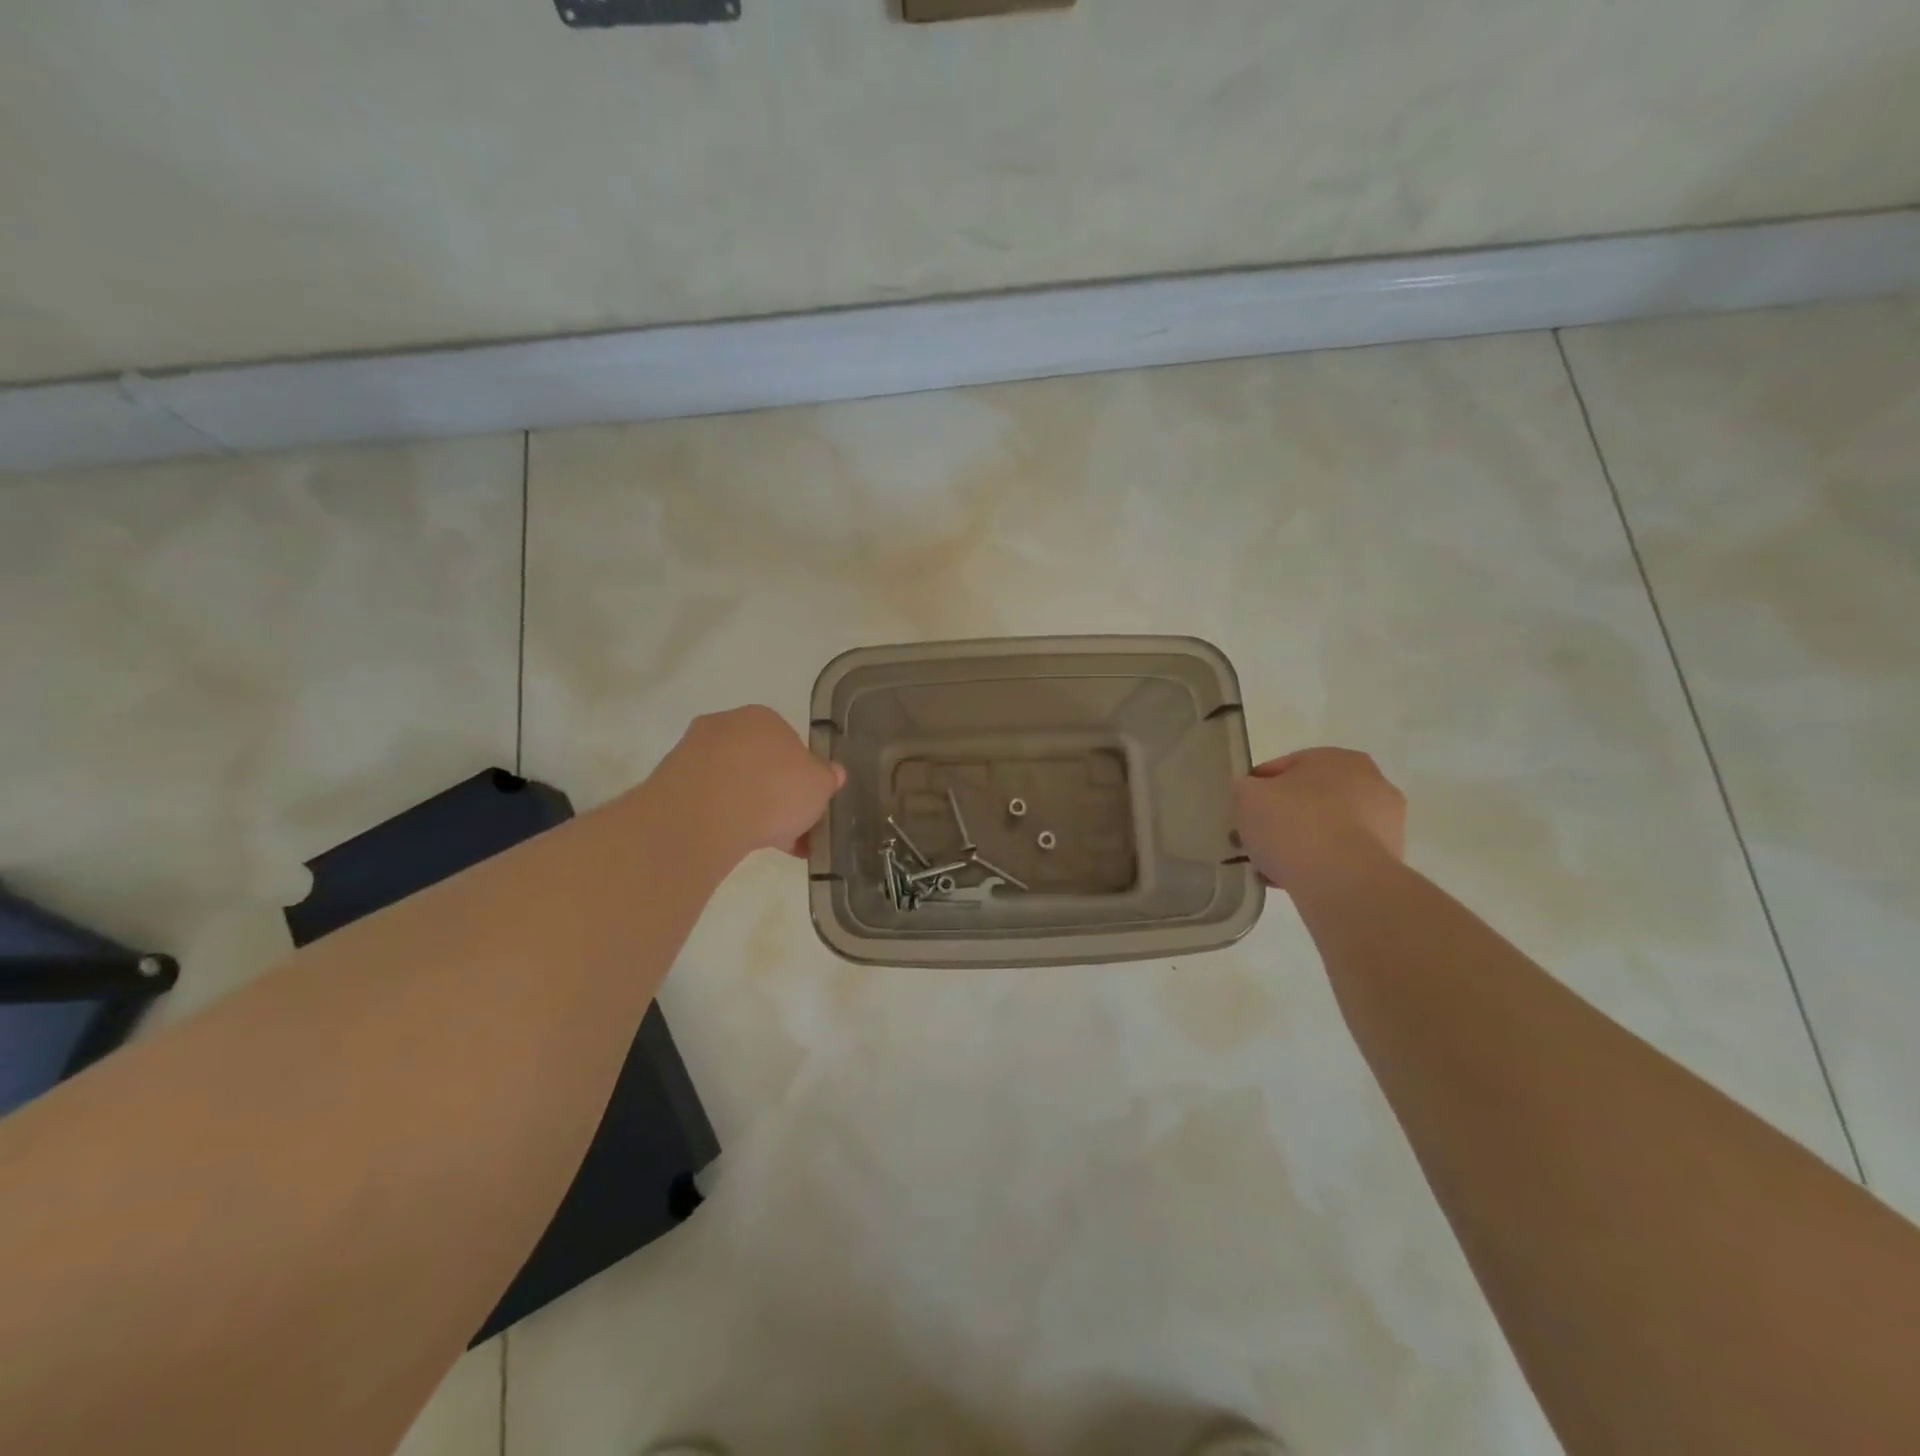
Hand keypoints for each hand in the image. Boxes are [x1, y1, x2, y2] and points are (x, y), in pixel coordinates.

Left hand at [659, 705, 845, 857]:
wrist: (704, 814)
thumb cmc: (774, 789)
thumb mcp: (820, 785)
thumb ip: (827, 778)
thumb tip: (832, 773)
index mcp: (764, 717)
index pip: (790, 743)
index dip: (801, 777)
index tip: (807, 804)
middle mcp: (726, 725)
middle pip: (759, 763)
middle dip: (775, 795)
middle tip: (789, 828)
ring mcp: (693, 752)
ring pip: (732, 783)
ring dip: (749, 809)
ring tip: (765, 844)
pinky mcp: (671, 783)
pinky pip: (708, 801)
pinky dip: (723, 819)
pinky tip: (736, 843)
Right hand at [1232, 747, 1405, 895]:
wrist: (1343, 881)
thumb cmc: (1294, 824)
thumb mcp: (1247, 796)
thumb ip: (1246, 788)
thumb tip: (1252, 794)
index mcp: (1338, 758)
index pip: (1285, 767)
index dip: (1257, 788)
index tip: (1241, 811)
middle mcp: (1371, 783)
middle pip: (1310, 798)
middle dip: (1283, 816)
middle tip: (1256, 837)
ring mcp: (1386, 823)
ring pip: (1326, 828)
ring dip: (1301, 842)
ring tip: (1272, 865)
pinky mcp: (1389, 860)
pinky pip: (1341, 856)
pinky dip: (1320, 864)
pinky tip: (1295, 879)